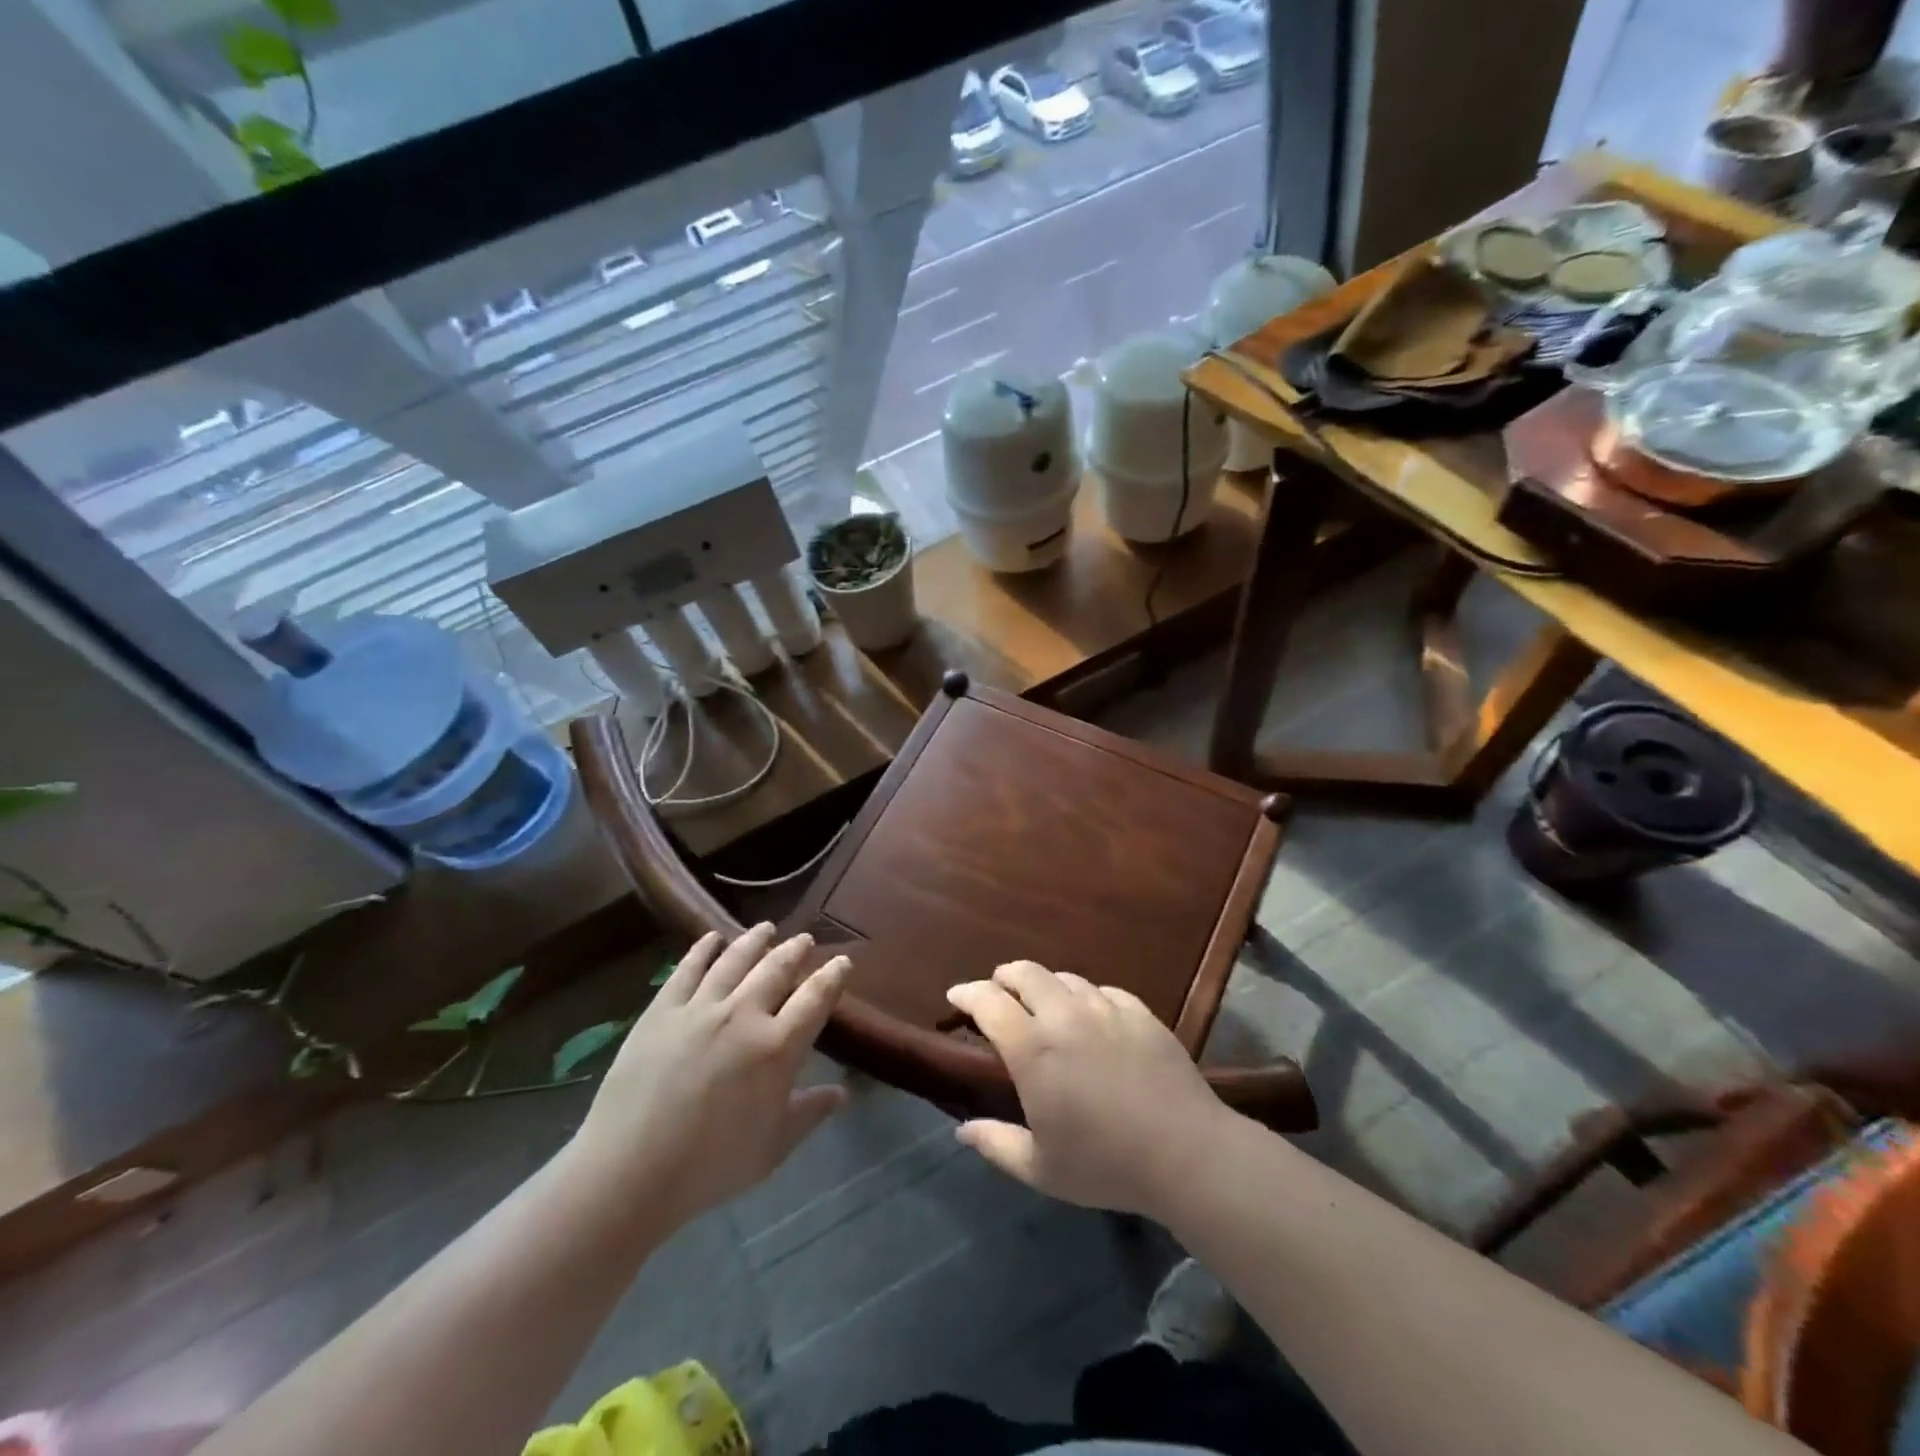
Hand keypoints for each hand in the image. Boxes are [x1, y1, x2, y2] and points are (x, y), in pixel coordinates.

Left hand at [570, 924, 849, 1228]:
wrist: (630, 1171)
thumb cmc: (710, 1166)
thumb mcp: (772, 1148)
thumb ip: (809, 1113)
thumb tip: (843, 1093)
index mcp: (777, 1047)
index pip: (816, 998)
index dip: (833, 976)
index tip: (842, 962)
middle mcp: (744, 1015)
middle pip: (777, 969)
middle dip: (795, 950)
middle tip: (804, 940)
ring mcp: (700, 1008)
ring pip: (735, 960)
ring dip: (755, 940)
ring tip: (766, 928)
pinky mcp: (662, 1010)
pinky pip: (688, 969)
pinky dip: (703, 949)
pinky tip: (712, 938)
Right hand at [946, 962, 1234, 1217]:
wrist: (1187, 1153)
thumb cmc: (1106, 1165)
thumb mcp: (1041, 1169)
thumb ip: (996, 1145)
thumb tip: (962, 1131)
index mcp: (1033, 1049)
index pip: (988, 1002)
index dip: (967, 993)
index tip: (956, 997)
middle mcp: (1065, 1016)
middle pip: (1025, 972)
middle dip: (1003, 976)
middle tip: (997, 991)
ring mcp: (1106, 1009)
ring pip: (1065, 977)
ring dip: (1045, 984)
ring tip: (1043, 1003)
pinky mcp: (1140, 1013)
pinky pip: (1104, 991)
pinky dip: (1086, 996)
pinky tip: (1091, 1015)